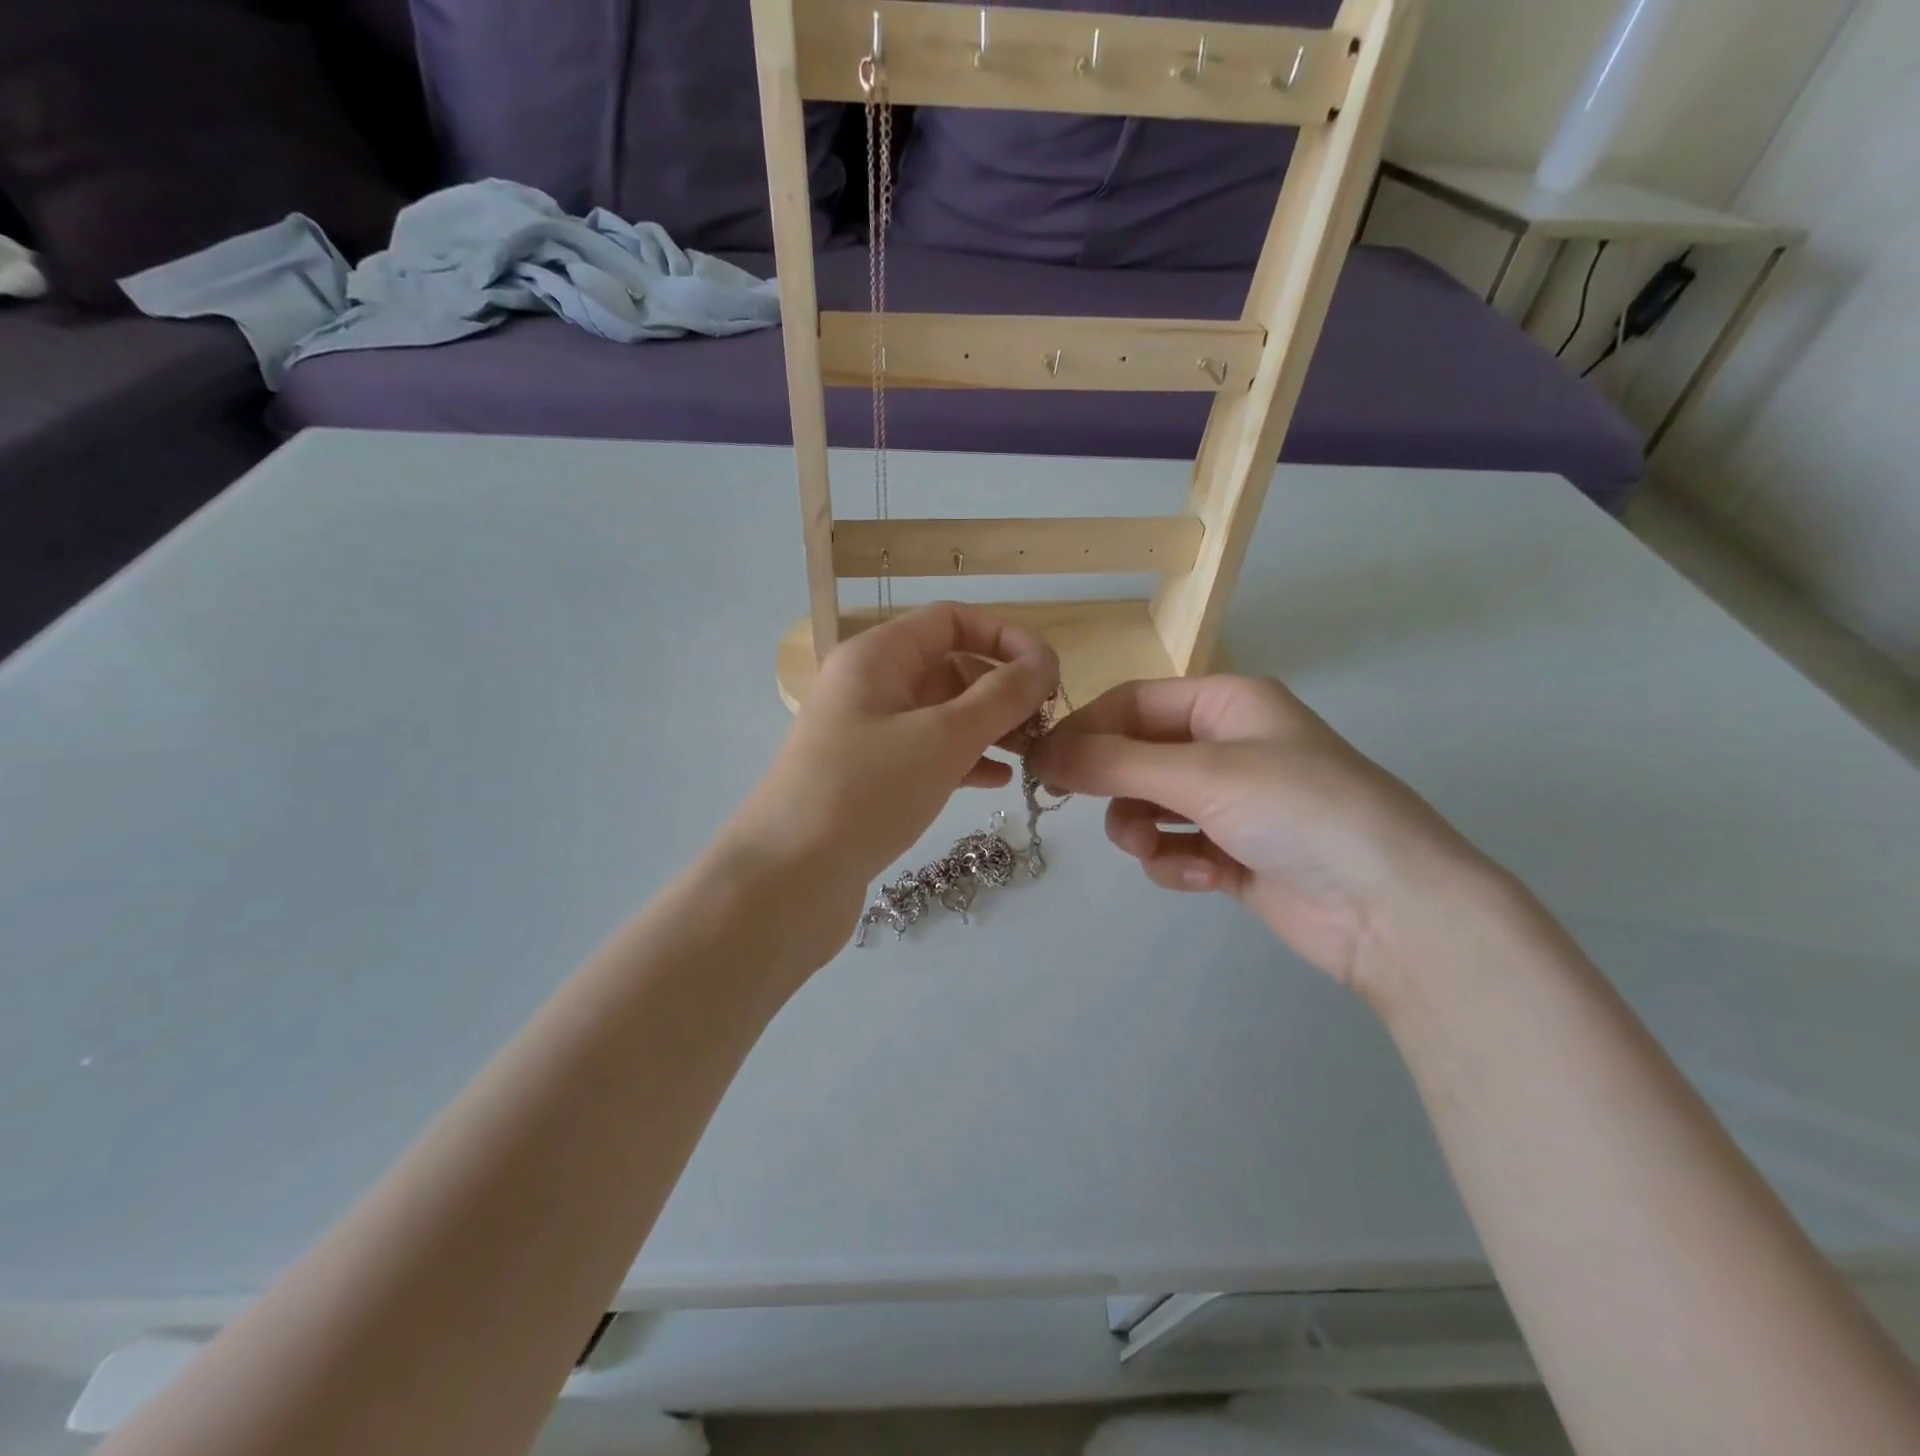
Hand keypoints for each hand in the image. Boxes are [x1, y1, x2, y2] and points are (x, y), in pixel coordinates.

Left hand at [724, 603, 1058, 957]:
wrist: (785, 882)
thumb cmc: (865, 793)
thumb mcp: (942, 738)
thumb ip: (1001, 696)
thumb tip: (1044, 662)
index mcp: (877, 657)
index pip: (952, 621)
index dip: (1005, 637)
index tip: (1049, 673)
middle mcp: (869, 687)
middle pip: (950, 667)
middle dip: (1001, 688)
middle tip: (1044, 725)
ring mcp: (867, 735)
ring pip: (942, 714)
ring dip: (989, 727)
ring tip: (1032, 754)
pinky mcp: (870, 779)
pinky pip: (928, 754)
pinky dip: (965, 760)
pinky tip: (998, 781)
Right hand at [1030, 675, 1495, 991]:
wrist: (1393, 908)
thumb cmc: (1299, 811)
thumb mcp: (1201, 775)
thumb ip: (1114, 763)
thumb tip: (1042, 753)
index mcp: (1227, 705)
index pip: (1133, 703)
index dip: (1085, 729)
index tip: (1041, 763)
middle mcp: (1227, 746)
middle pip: (1136, 756)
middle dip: (1114, 786)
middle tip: (1072, 805)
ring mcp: (1232, 802)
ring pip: (1149, 806)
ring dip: (1142, 830)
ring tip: (1156, 851)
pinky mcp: (1234, 853)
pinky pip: (1176, 847)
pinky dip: (1178, 862)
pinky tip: (1206, 876)